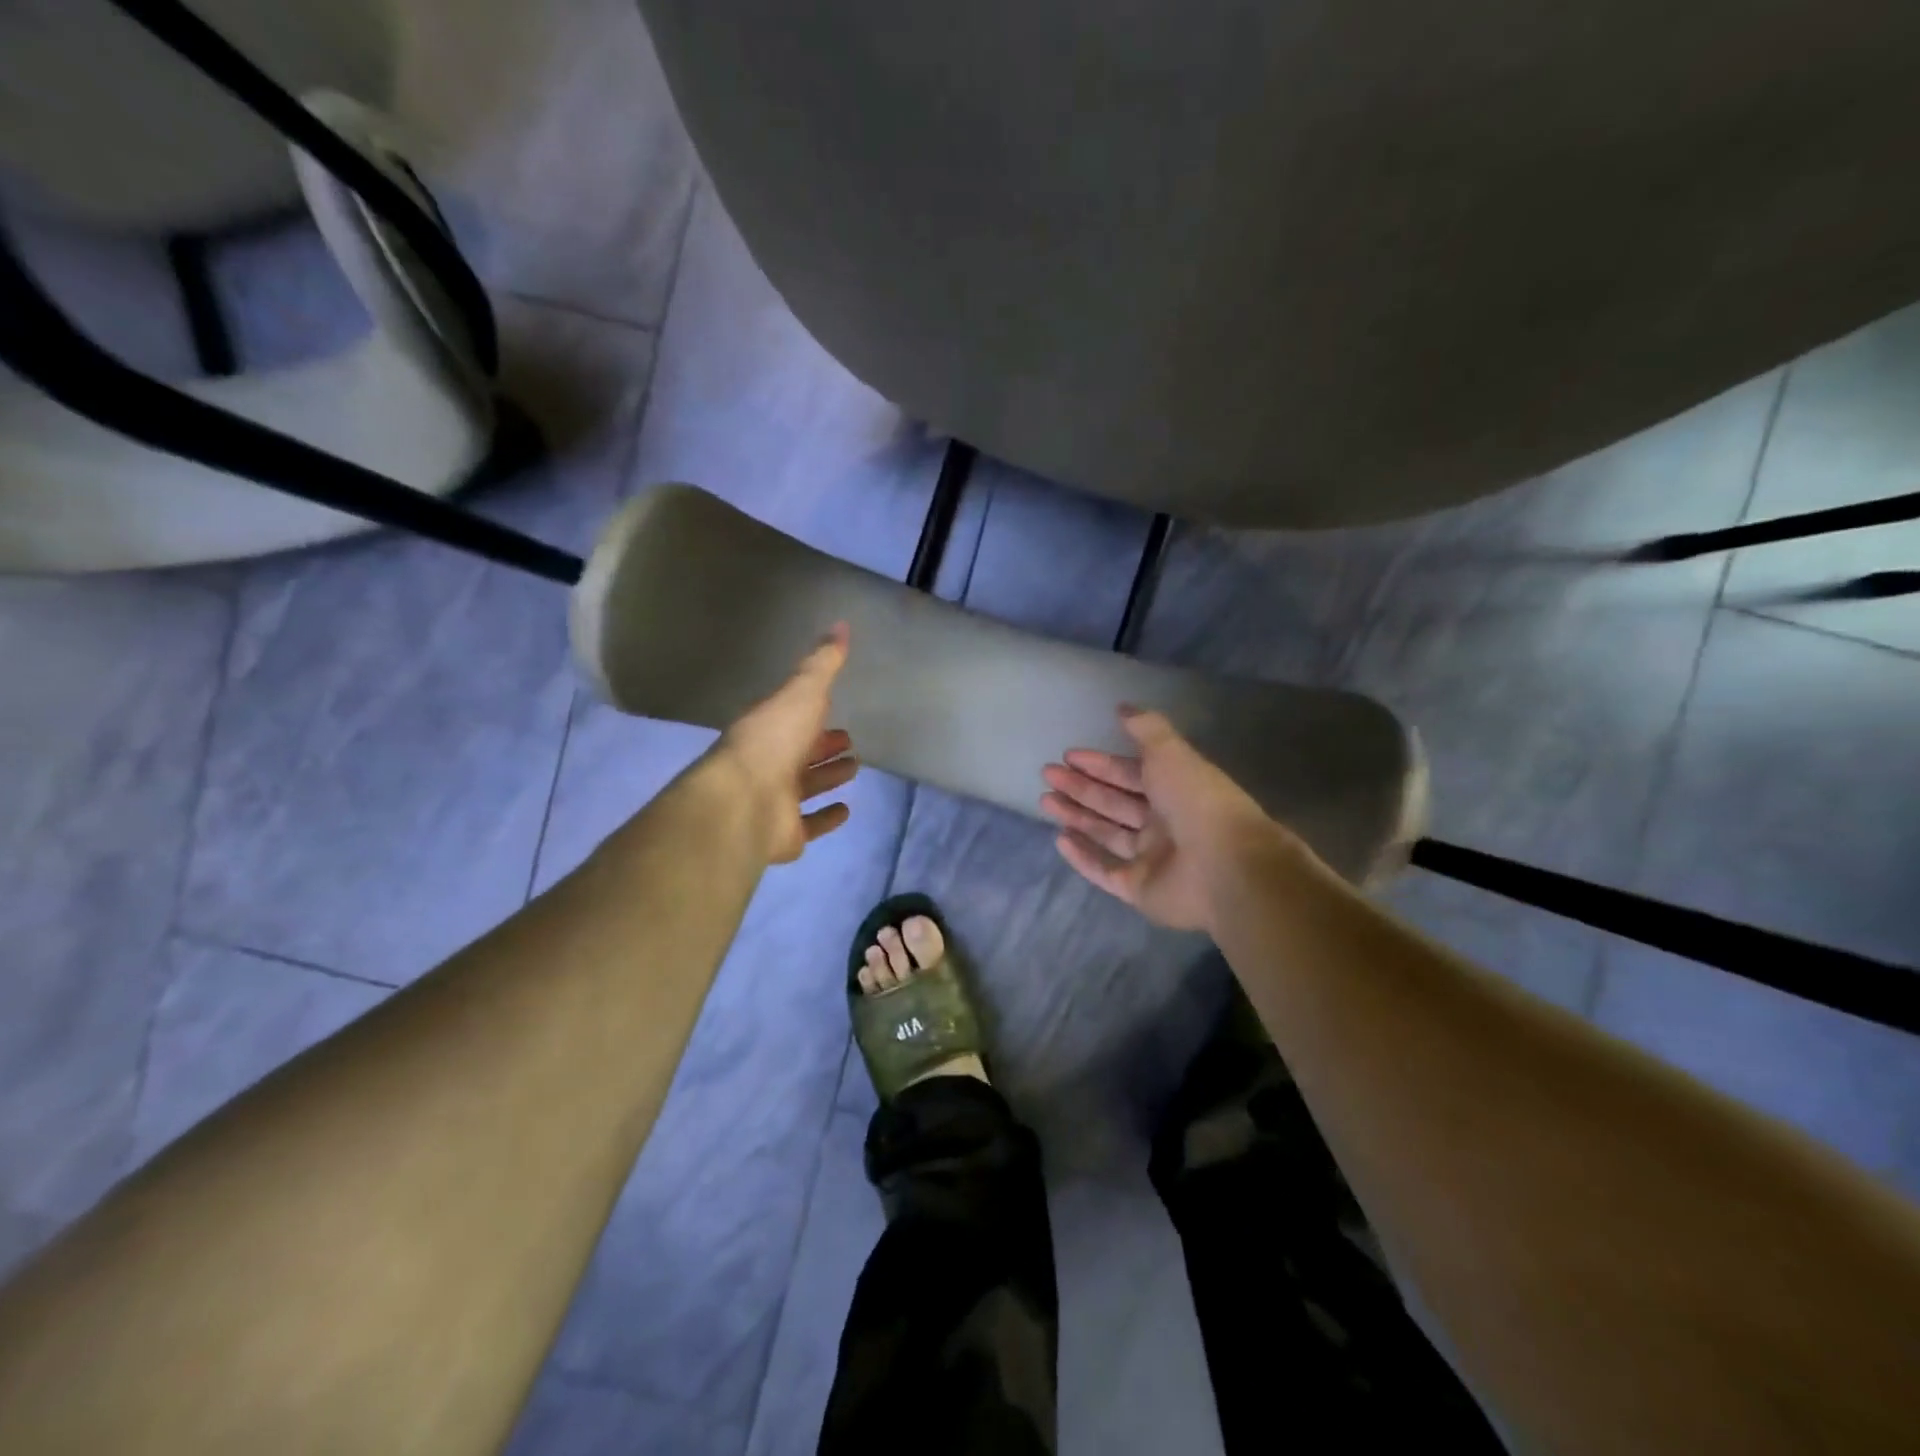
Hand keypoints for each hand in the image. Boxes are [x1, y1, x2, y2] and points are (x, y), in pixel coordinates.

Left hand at [713, 623, 858, 863]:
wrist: (744, 802)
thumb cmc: (773, 740)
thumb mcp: (801, 692)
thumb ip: (822, 663)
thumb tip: (841, 624)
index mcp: (767, 727)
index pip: (793, 717)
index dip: (814, 713)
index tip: (835, 710)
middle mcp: (768, 762)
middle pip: (799, 752)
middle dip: (823, 745)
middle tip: (849, 741)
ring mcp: (775, 800)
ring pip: (805, 786)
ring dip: (827, 777)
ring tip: (853, 768)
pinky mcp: (786, 833)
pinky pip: (810, 824)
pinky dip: (827, 818)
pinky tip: (846, 810)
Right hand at [1041, 708, 1290, 931]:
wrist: (1224, 867)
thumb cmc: (1197, 802)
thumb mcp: (1171, 754)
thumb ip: (1146, 729)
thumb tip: (1122, 707)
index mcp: (1175, 789)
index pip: (1130, 773)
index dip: (1100, 763)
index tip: (1068, 755)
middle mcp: (1163, 823)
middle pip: (1114, 802)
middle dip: (1081, 787)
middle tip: (1048, 774)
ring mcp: (1152, 859)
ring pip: (1106, 833)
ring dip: (1076, 816)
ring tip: (1045, 800)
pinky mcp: (1139, 890)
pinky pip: (1105, 871)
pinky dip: (1082, 857)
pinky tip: (1060, 839)